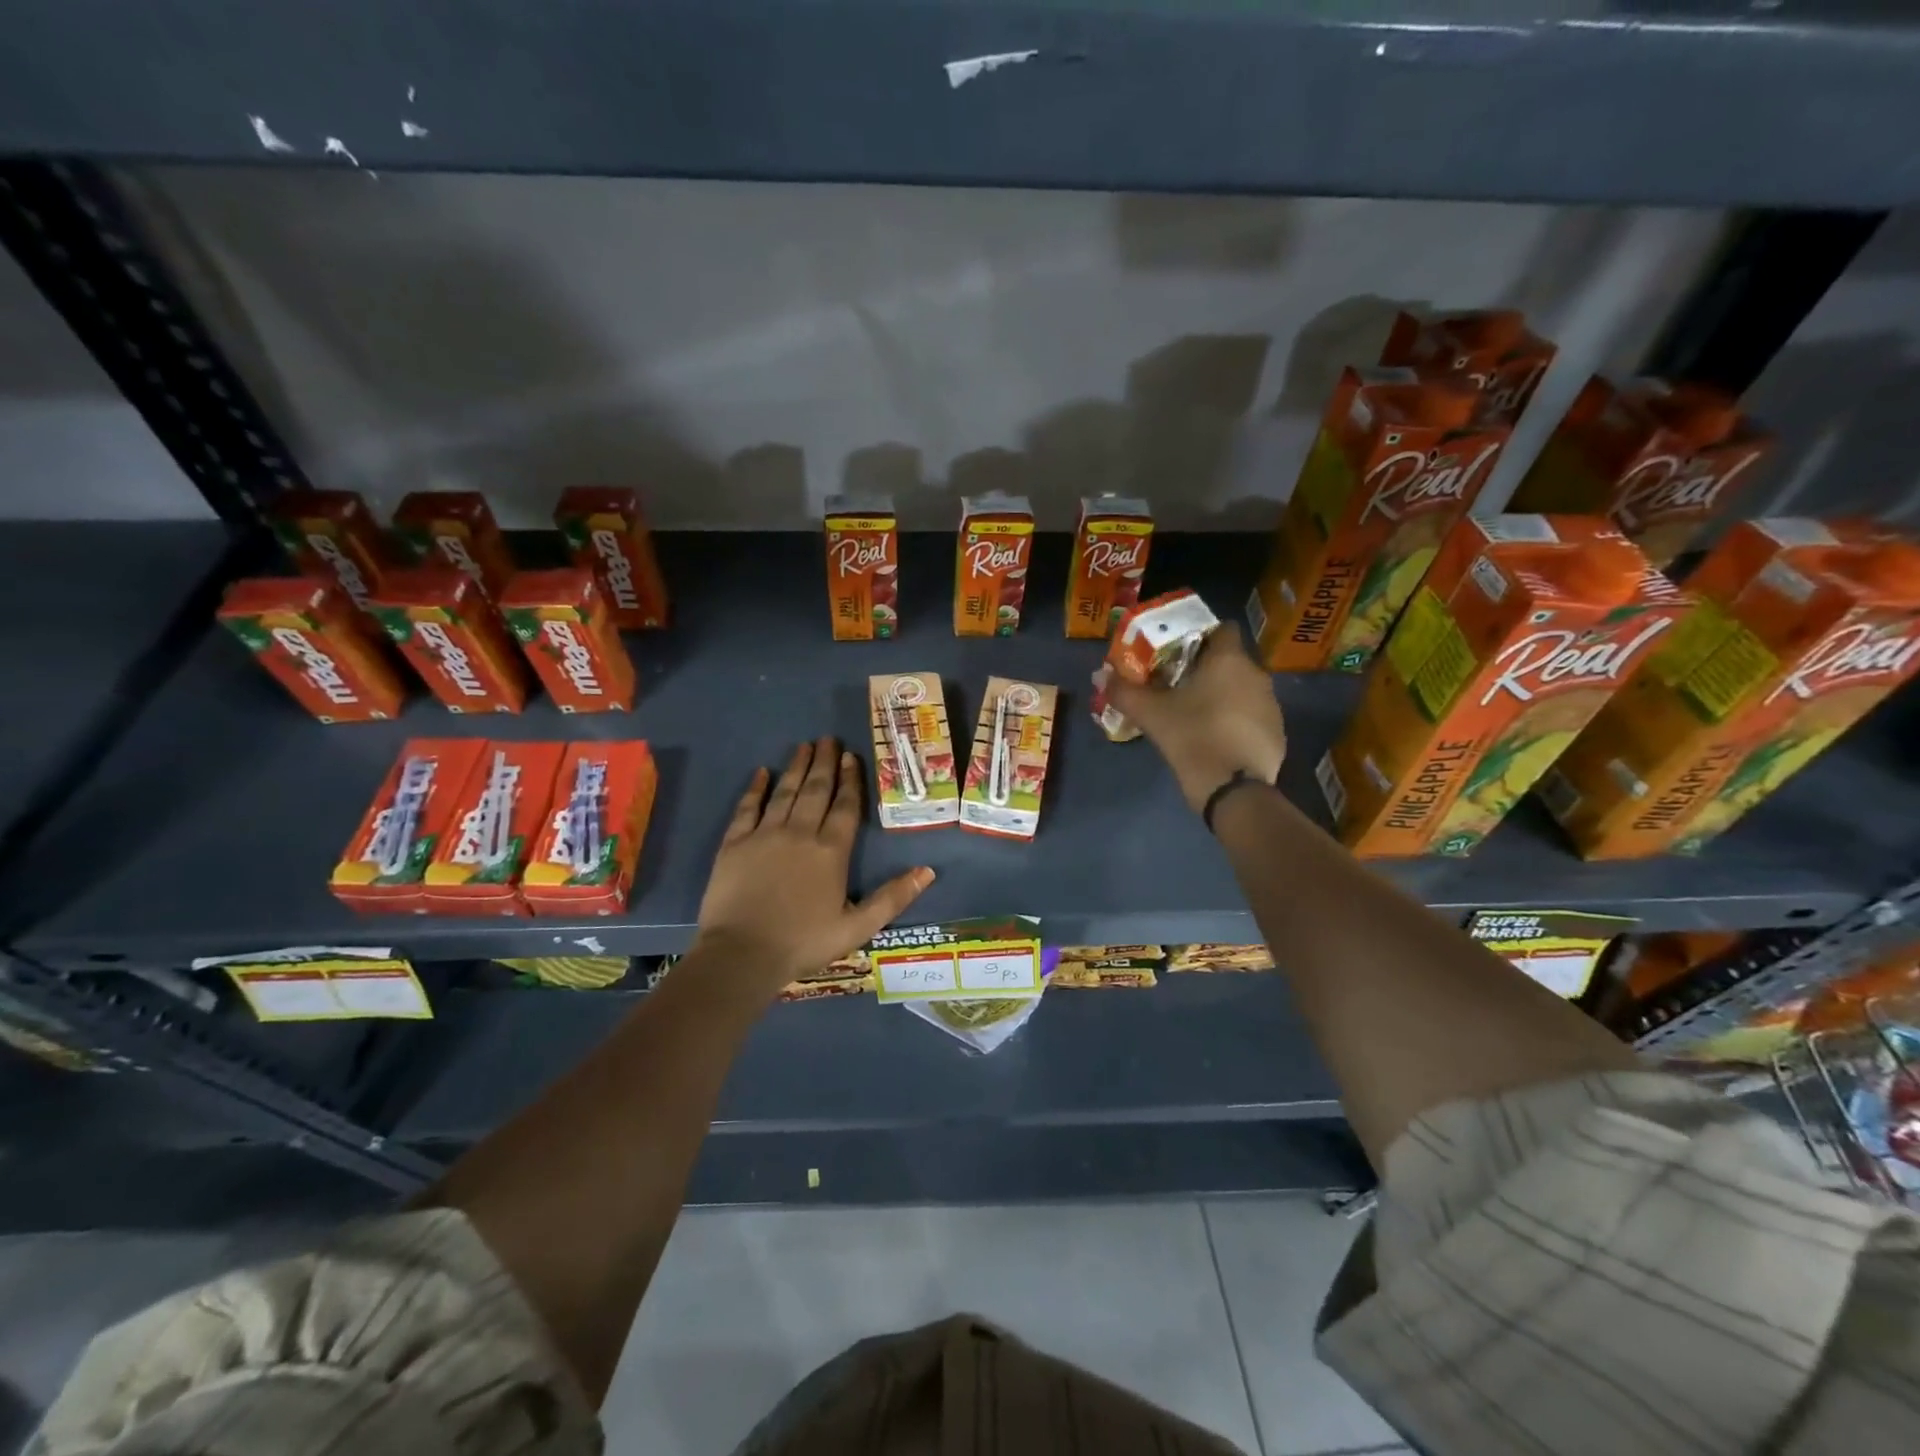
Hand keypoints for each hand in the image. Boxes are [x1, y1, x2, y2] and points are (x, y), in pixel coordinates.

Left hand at [693, 737, 934, 993]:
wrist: (741, 954)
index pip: (845, 807)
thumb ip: (892, 898)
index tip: (851, 756)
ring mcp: (765, 834)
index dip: (850, 780)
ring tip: (804, 745)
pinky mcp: (734, 843)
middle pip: (816, 790)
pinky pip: (747, 807)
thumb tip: (928, 871)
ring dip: (797, 767)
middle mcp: (800, 833)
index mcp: (831, 851)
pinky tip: (762, 772)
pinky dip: (756, 788)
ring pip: (785, 792)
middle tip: (828, 738)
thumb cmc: (803, 942)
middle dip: (824, 763)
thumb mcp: (857, 928)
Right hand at [1102, 626, 1286, 813]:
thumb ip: (1123, 691)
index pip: (1223, 628)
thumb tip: (1100, 675)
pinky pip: (1252, 716)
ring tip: (1196, 714)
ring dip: (1223, 695)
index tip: (1179, 653)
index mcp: (1229, 659)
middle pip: (1231, 660)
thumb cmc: (1192, 737)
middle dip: (1207, 669)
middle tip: (1178, 685)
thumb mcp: (1150, 714)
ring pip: (1243, 688)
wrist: (1233, 789)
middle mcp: (1256, 674)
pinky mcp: (1277, 732)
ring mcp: (1272, 704)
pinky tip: (1216, 739)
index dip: (1202, 636)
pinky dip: (1236, 721)